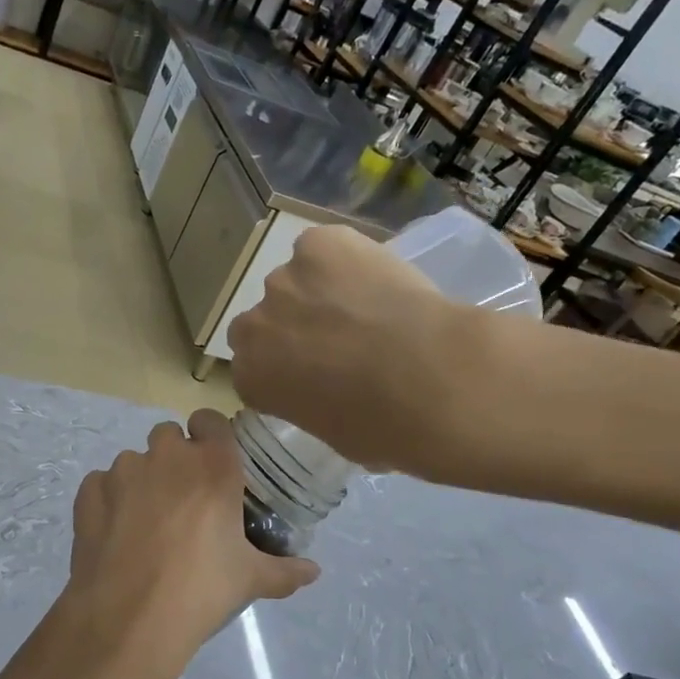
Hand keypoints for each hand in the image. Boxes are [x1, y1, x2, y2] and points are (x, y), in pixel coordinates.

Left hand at [46, 410, 318, 678]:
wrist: (128, 619)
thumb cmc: (201, 591)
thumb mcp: (250, 581)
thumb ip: (285, 570)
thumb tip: (314, 572)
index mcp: (212, 466)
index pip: (210, 419)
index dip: (210, 436)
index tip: (213, 463)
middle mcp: (167, 456)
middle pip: (169, 436)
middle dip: (175, 458)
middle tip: (184, 499)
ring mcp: (122, 472)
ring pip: (134, 460)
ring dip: (142, 480)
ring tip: (147, 523)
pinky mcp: (89, 493)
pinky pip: (101, 484)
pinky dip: (108, 500)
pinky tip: (115, 532)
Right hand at [227, 225, 488, 477]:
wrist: (428, 378)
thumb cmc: (382, 427)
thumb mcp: (335, 434)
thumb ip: (314, 405)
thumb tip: (334, 397)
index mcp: (251, 378)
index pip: (252, 367)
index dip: (283, 367)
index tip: (313, 374)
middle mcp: (255, 326)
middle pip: (262, 321)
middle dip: (289, 327)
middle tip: (336, 339)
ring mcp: (283, 280)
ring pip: (295, 282)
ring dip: (320, 293)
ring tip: (369, 307)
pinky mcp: (318, 244)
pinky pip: (323, 247)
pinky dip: (345, 258)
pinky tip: (376, 278)